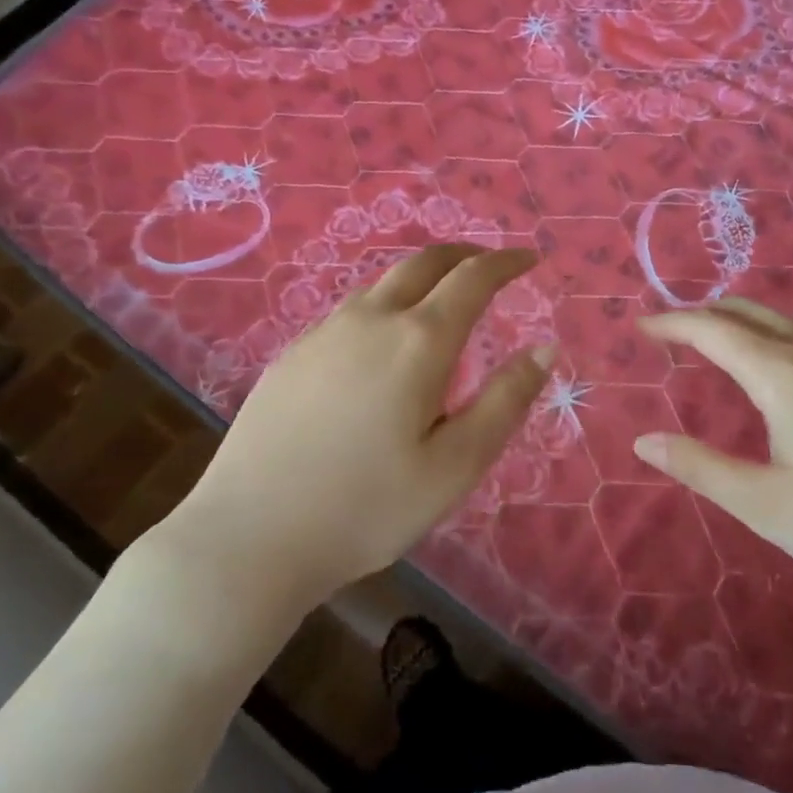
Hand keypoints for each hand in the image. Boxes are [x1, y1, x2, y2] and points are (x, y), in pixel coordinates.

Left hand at [161, 245, 553, 610]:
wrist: (248, 537)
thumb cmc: (366, 507)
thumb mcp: (456, 465)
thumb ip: (505, 401)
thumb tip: (544, 348)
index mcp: (419, 341)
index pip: (473, 278)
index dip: (507, 262)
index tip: (530, 258)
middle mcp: (371, 320)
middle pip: (425, 263)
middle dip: (465, 254)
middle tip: (491, 264)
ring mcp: (324, 333)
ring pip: (383, 283)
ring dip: (423, 277)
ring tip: (442, 299)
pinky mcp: (293, 355)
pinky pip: (352, 310)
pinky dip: (386, 303)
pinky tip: (382, 342)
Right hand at [634, 298, 792, 603]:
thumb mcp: (768, 505)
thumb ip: (701, 469)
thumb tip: (644, 442)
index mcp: (780, 374)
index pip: (711, 330)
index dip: (671, 323)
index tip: (640, 326)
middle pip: (748, 311)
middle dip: (704, 314)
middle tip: (673, 334)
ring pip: (784, 323)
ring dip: (742, 325)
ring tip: (719, 352)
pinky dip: (776, 341)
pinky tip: (785, 380)